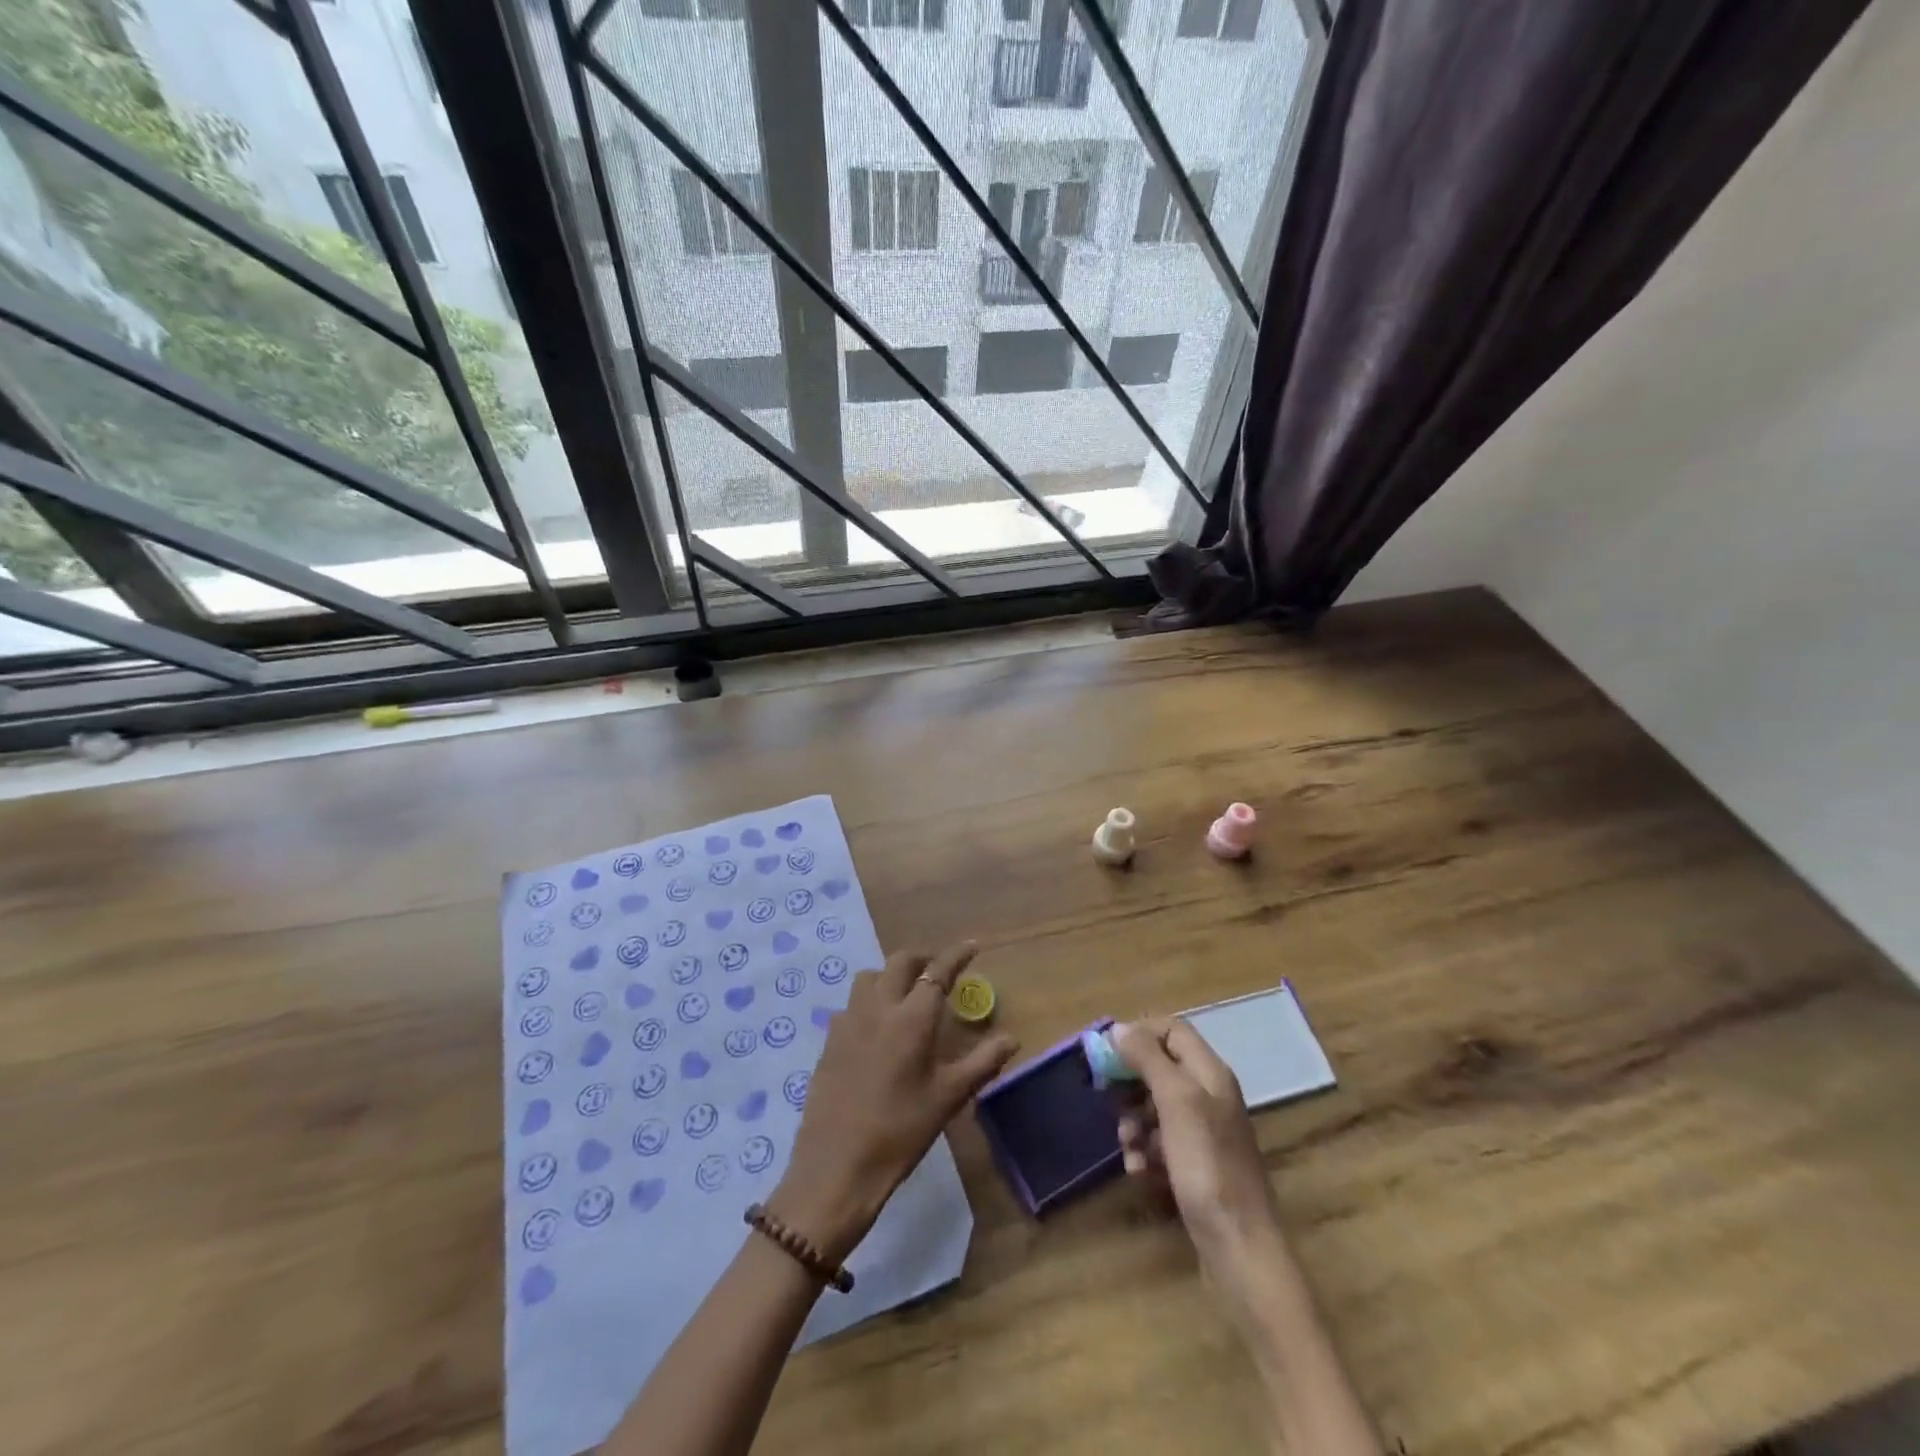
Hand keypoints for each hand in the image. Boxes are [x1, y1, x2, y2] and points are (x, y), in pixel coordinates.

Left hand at [769, 943, 1016, 1265]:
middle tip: (937, 970)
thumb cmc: (900, 1132)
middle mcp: (878, 1008)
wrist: (836, 1166)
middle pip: (899, 962)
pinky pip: (851, 1004)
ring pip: (870, 977)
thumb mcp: (948, 1098)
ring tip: (905, 993)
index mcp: (911, 1019)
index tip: (971, 945)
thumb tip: (1012, 1038)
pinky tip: (876, 1027)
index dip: (956, 955)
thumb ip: (982, 1062)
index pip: (937, 972)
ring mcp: (848, 1022)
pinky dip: (869, 1001)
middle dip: (921, 958)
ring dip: (890, 975)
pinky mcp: (829, 1040)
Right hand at [1113, 1019, 1284, 1274]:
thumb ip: (1148, 1058)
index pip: (1172, 1029)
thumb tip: (1119, 1028)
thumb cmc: (1207, 1164)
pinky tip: (1137, 1171)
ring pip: (1154, 1107)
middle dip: (1130, 1082)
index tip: (1107, 1051)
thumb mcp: (1176, 1101)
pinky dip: (1144, 1151)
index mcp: (1209, 1072)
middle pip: (1159, 1068)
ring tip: (1126, 1145)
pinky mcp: (1194, 1166)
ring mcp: (1203, 1133)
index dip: (1139, 1033)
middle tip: (1108, 1098)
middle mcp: (1208, 1096)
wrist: (1239, 1247)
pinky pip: (1159, 1143)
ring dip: (1132, 1121)